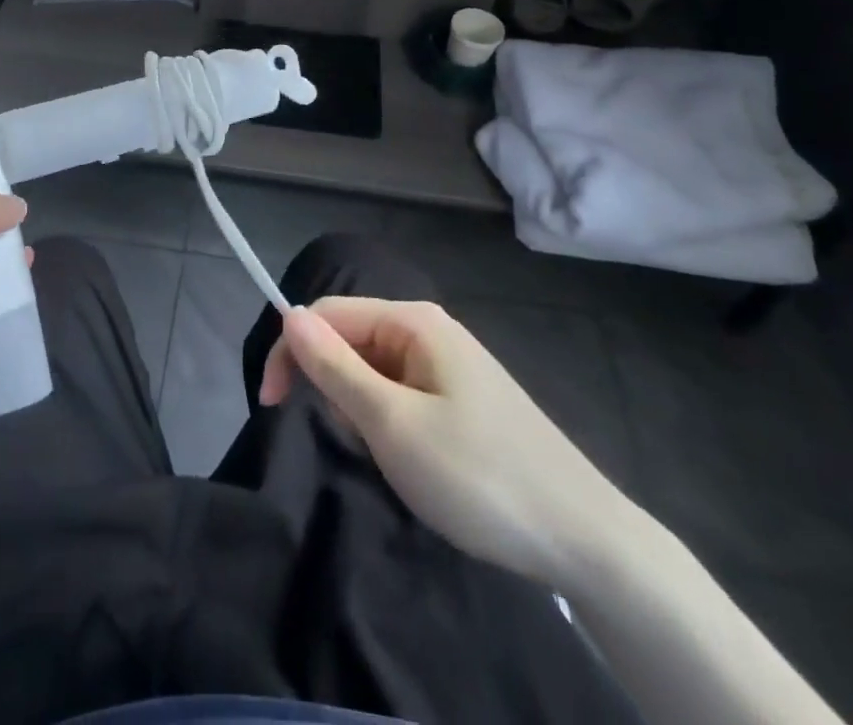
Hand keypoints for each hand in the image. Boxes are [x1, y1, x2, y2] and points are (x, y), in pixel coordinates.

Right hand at [260, 298, 630, 587]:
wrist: (584, 539)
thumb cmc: (478, 476)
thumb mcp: (392, 424)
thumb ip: (334, 368)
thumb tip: (287, 314)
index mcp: (413, 321)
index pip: (327, 314)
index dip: (291, 352)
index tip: (268, 407)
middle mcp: (430, 331)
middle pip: (351, 340)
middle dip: (333, 387)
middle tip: (354, 445)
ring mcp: (451, 366)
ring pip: (375, 372)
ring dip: (362, 411)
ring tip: (389, 459)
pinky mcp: (464, 400)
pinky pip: (403, 395)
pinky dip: (389, 424)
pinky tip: (412, 462)